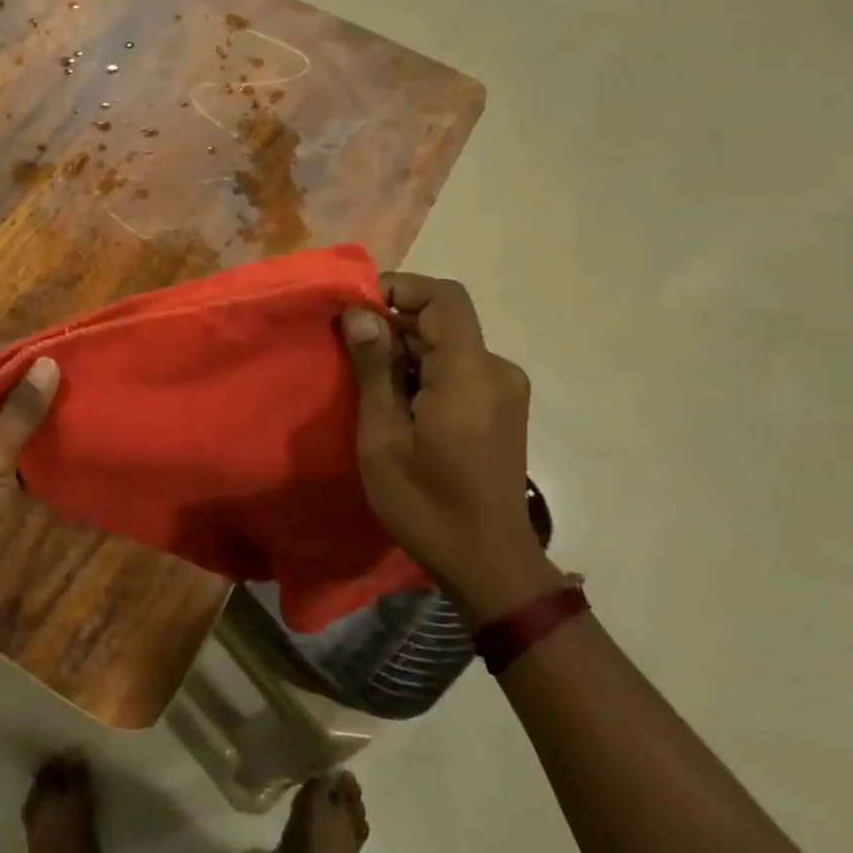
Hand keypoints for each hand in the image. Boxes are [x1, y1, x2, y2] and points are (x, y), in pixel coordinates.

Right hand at [342, 274, 561, 624]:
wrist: (488, 563)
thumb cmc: (425, 502)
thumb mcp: (383, 437)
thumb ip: (374, 369)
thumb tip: (359, 313)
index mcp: (469, 373)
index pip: (444, 298)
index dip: (400, 289)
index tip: (356, 310)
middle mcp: (496, 371)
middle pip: (444, 321)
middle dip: (394, 326)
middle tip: (348, 354)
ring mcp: (505, 391)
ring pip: (449, 347)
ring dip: (407, 353)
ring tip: (368, 386)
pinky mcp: (503, 410)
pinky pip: (459, 371)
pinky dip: (425, 373)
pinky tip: (399, 406)